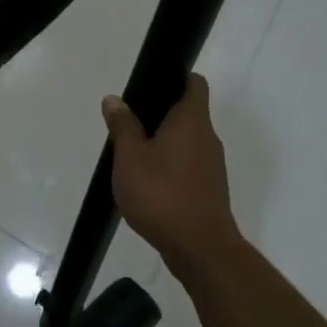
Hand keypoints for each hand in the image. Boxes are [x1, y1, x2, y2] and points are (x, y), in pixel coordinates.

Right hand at [102, 74, 240, 270]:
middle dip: (160, 115)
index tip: (150, 87)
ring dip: (163, 144)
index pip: (194, 83)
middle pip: (187, 113)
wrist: (199, 248)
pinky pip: (188, 165)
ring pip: (187, 141)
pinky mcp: (210, 189)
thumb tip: (114, 99)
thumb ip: (123, 126)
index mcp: (192, 120)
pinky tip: (147, 183)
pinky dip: (170, 166)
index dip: (175, 78)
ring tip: (133, 156)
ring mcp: (212, 165)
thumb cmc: (161, 194)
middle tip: (128, 125)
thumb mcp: (130, 157)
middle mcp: (208, 137)